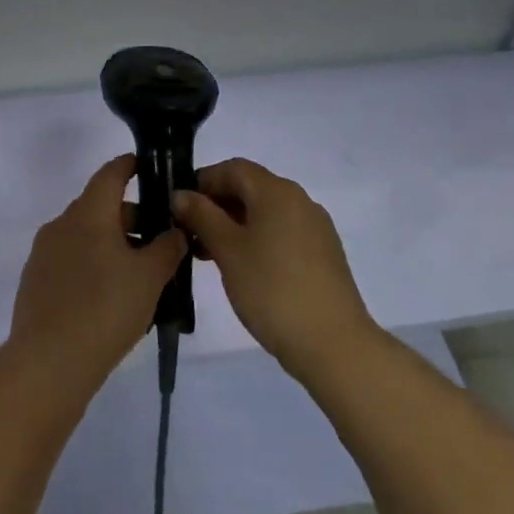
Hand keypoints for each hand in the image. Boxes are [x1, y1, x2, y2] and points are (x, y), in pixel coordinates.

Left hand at [9, 156, 186, 391]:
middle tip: (159, 240)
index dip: (129, 166)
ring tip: (140, 273)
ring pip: (84, 236)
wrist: (49, 362)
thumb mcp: (150, 277)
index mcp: (88, 213)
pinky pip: (70, 261)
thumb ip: (167, 247)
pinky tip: (110, 296)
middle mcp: (61, 224)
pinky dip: (92, 265)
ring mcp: (44, 253)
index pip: (110, 174)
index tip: (147, 167)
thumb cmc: (106, 308)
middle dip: (130, 217)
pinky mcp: (35, 282)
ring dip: (112, 244)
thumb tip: (175, 230)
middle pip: (99, 207)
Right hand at [171, 158, 378, 380]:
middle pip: (250, 188)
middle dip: (217, 205)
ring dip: (235, 224)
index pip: (233, 168)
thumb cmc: (272, 290)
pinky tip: (244, 269)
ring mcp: (315, 227)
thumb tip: (181, 194)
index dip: (203, 181)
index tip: (179, 208)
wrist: (334, 345)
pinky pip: (282, 232)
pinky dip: (257, 239)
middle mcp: (299, 200)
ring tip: (210, 255)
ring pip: (266, 212)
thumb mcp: (228, 251)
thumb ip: (202, 216)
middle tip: (190, 234)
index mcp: (276, 191)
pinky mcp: (323, 254)